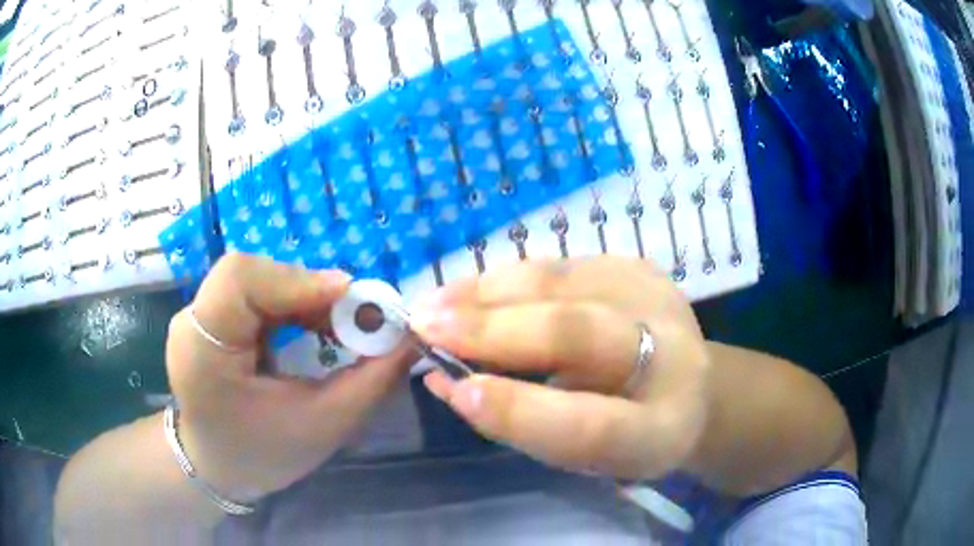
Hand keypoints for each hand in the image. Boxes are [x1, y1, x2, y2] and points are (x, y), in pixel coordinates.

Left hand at [165, 254, 412, 501]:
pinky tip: (314, 324)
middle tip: (356, 318)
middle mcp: (192, 322)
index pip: (239, 281)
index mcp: (201, 350)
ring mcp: (198, 317)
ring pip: (256, 279)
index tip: (349, 296)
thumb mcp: (322, 428)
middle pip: (249, 274)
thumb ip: (369, 383)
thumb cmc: (262, 456)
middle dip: (307, 290)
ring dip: (303, 296)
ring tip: (340, 324)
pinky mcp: (212, 318)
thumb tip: (410, 339)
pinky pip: (255, 294)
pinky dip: (291, 303)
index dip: (296, 280)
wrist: (217, 467)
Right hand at [412, 257, 710, 479]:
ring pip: (561, 285)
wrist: (690, 388)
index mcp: (662, 428)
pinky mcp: (637, 268)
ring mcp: (656, 299)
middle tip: (424, 326)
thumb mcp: (582, 457)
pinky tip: (467, 291)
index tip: (455, 388)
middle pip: (578, 333)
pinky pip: (557, 266)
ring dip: (486, 293)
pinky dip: (504, 280)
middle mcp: (672, 357)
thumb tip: (443, 378)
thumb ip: (520, 425)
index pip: (595, 425)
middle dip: (492, 329)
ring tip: (433, 305)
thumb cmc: (628, 435)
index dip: (522, 411)